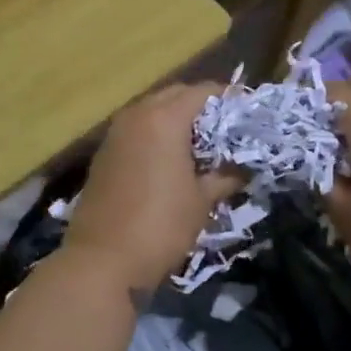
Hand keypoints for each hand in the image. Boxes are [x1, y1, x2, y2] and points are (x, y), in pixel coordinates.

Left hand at [63, 83, 242, 296]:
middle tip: (227, 129)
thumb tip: (244, 169)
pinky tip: (171, 160)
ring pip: (152, 111)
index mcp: (164, 118)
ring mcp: (115, 133)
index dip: (229, 98)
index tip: (248, 113)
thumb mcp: (202, 201)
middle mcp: (137, 115)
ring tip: (202, 145)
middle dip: (202, 106)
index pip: (203, 91)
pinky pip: (137, 130)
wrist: (102, 259)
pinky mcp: (104, 153)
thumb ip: (225, 176)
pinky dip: (156, 135)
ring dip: (176, 120)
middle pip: (175, 95)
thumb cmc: (160, 225)